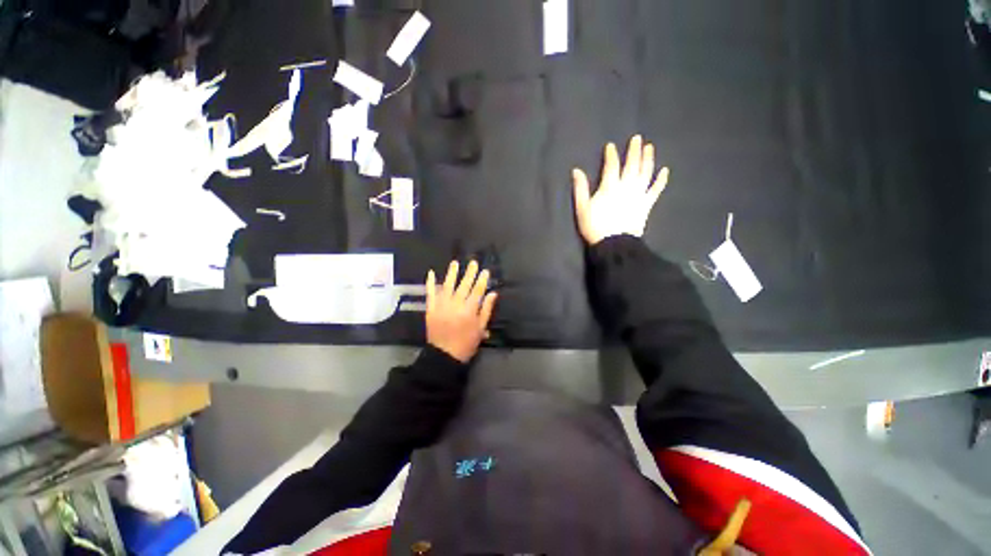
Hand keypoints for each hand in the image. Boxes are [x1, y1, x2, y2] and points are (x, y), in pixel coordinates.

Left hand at [425, 260, 498, 362]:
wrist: (444, 355)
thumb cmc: (466, 343)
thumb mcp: (480, 328)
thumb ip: (487, 309)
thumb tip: (493, 294)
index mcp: (469, 310)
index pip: (477, 290)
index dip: (482, 280)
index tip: (485, 271)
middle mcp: (455, 304)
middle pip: (464, 285)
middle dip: (469, 273)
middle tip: (473, 262)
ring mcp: (441, 305)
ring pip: (447, 285)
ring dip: (452, 273)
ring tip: (455, 263)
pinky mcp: (431, 308)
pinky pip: (430, 293)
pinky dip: (430, 283)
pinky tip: (431, 273)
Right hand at [572, 135, 669, 245]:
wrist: (614, 244)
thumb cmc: (595, 226)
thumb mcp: (582, 208)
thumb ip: (580, 189)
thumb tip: (576, 170)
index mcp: (609, 187)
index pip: (611, 166)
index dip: (611, 155)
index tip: (611, 146)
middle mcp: (626, 187)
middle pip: (631, 165)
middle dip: (634, 151)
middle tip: (637, 138)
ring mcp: (638, 195)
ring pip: (645, 173)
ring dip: (648, 159)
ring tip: (649, 147)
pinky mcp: (646, 204)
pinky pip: (656, 189)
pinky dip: (661, 180)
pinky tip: (665, 170)